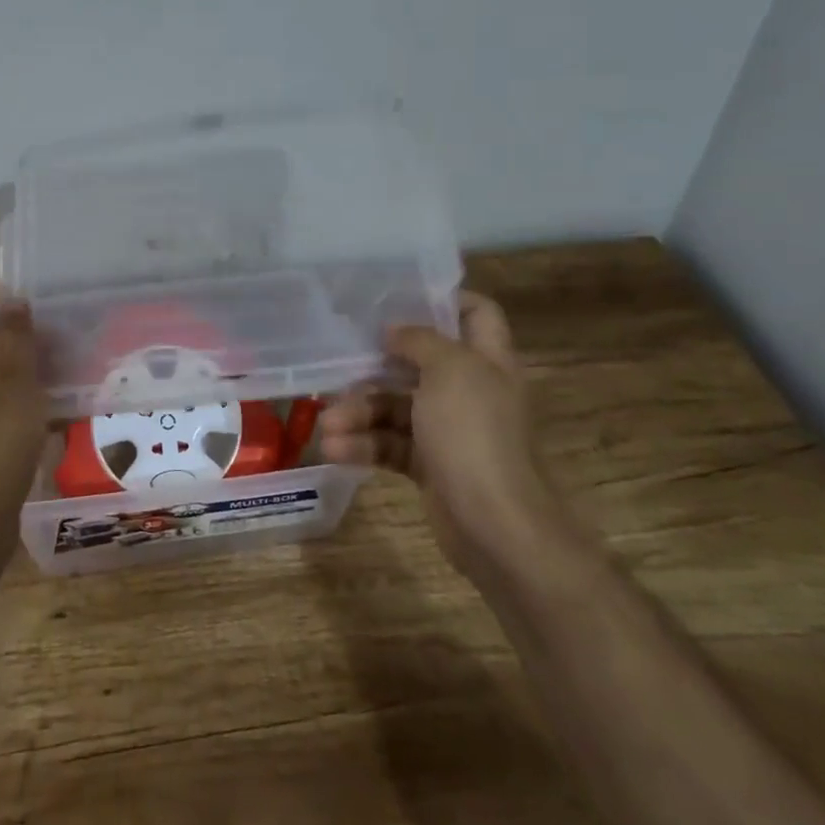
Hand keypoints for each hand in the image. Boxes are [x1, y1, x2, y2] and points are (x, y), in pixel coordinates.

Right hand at [319, 290, 563, 570]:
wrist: (496, 527)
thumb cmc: (474, 434)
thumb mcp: (449, 370)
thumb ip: (419, 341)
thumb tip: (395, 331)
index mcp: (487, 361)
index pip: (476, 313)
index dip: (444, 299)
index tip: (398, 297)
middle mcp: (471, 391)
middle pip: (420, 363)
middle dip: (376, 366)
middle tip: (340, 365)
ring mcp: (450, 431)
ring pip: (397, 408)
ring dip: (359, 414)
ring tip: (327, 426)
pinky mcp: (430, 466)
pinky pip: (391, 445)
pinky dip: (363, 446)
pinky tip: (334, 450)